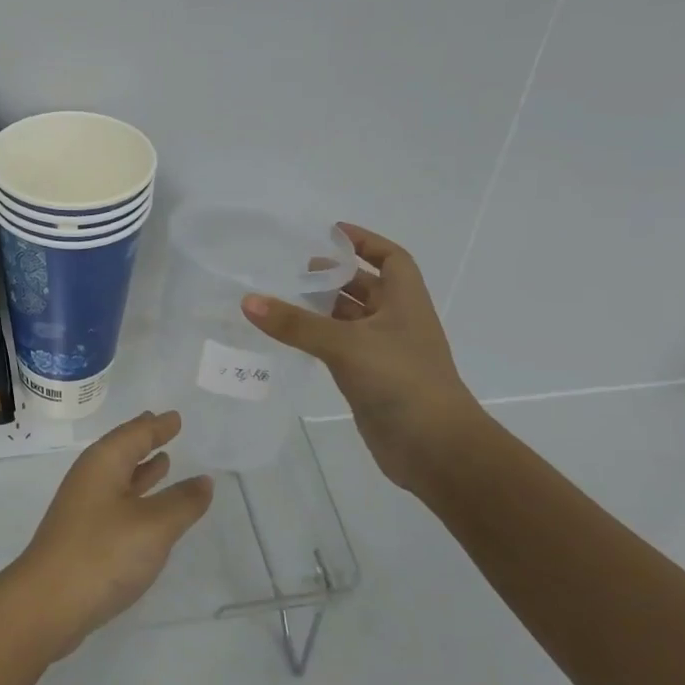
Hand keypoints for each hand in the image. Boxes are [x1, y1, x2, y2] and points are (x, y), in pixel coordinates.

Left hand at [2, 410, 213, 658]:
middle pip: (121, 451)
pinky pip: (115, 501)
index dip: (157, 426)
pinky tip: (146, 509)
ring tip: (163, 461)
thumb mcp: (154, 526)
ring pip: (118, 477)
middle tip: (164, 427)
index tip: (175, 416)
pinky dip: (135, 496)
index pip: (135, 434)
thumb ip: (182, 502)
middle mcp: (90, 478)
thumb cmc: (103, 553)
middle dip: (144, 440)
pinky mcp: (82, 536)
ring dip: (140, 469)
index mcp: (103, 463)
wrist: (48, 604)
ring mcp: (82, 508)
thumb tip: (204, 480)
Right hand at [241, 224, 483, 492]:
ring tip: (283, 300)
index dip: (365, 242)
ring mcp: (385, 353)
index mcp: (405, 302)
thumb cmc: (400, 382)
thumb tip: (248, 301)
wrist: (436, 450)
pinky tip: (291, 339)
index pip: (391, 259)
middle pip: (367, 288)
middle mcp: (397, 323)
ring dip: (323, 309)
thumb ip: (295, 324)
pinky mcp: (371, 380)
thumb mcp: (345, 345)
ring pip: (351, 320)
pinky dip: (319, 340)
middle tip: (293, 270)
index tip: (330, 234)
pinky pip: (341, 349)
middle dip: (334, 277)